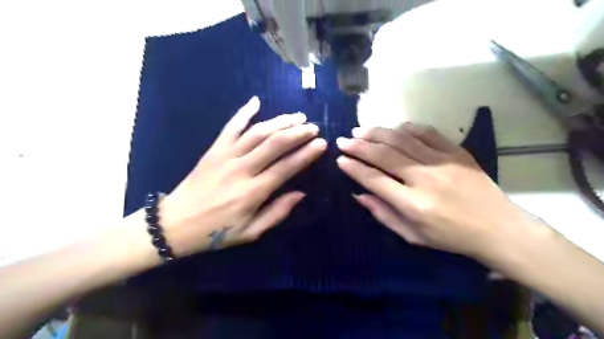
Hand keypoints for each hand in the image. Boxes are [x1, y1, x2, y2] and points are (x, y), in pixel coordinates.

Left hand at [157, 97, 325, 256]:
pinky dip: (243, 112)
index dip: (306, 154)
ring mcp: (226, 155)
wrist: (175, 223)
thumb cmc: (216, 231)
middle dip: (298, 132)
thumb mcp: (251, 232)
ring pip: (257, 132)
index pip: (286, 167)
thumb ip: (278, 212)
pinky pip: (231, 126)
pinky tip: (256, 101)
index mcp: (253, 192)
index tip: (321, 143)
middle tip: (313, 127)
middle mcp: (241, 169)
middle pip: (274, 143)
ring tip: (297, 116)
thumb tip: (301, 193)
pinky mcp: (214, 149)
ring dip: (279, 121)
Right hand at [338, 124, 534, 257]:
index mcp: (413, 204)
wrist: (498, 228)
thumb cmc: (450, 237)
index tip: (340, 160)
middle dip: (359, 146)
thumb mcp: (412, 236)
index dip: (354, 168)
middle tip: (343, 140)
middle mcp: (425, 179)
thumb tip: (358, 194)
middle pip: (384, 155)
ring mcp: (442, 162)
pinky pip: (427, 133)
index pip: (374, 180)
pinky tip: (394, 128)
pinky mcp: (456, 152)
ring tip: (360, 130)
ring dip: (377, 133)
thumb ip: (383, 214)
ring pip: (402, 140)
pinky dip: (407, 128)